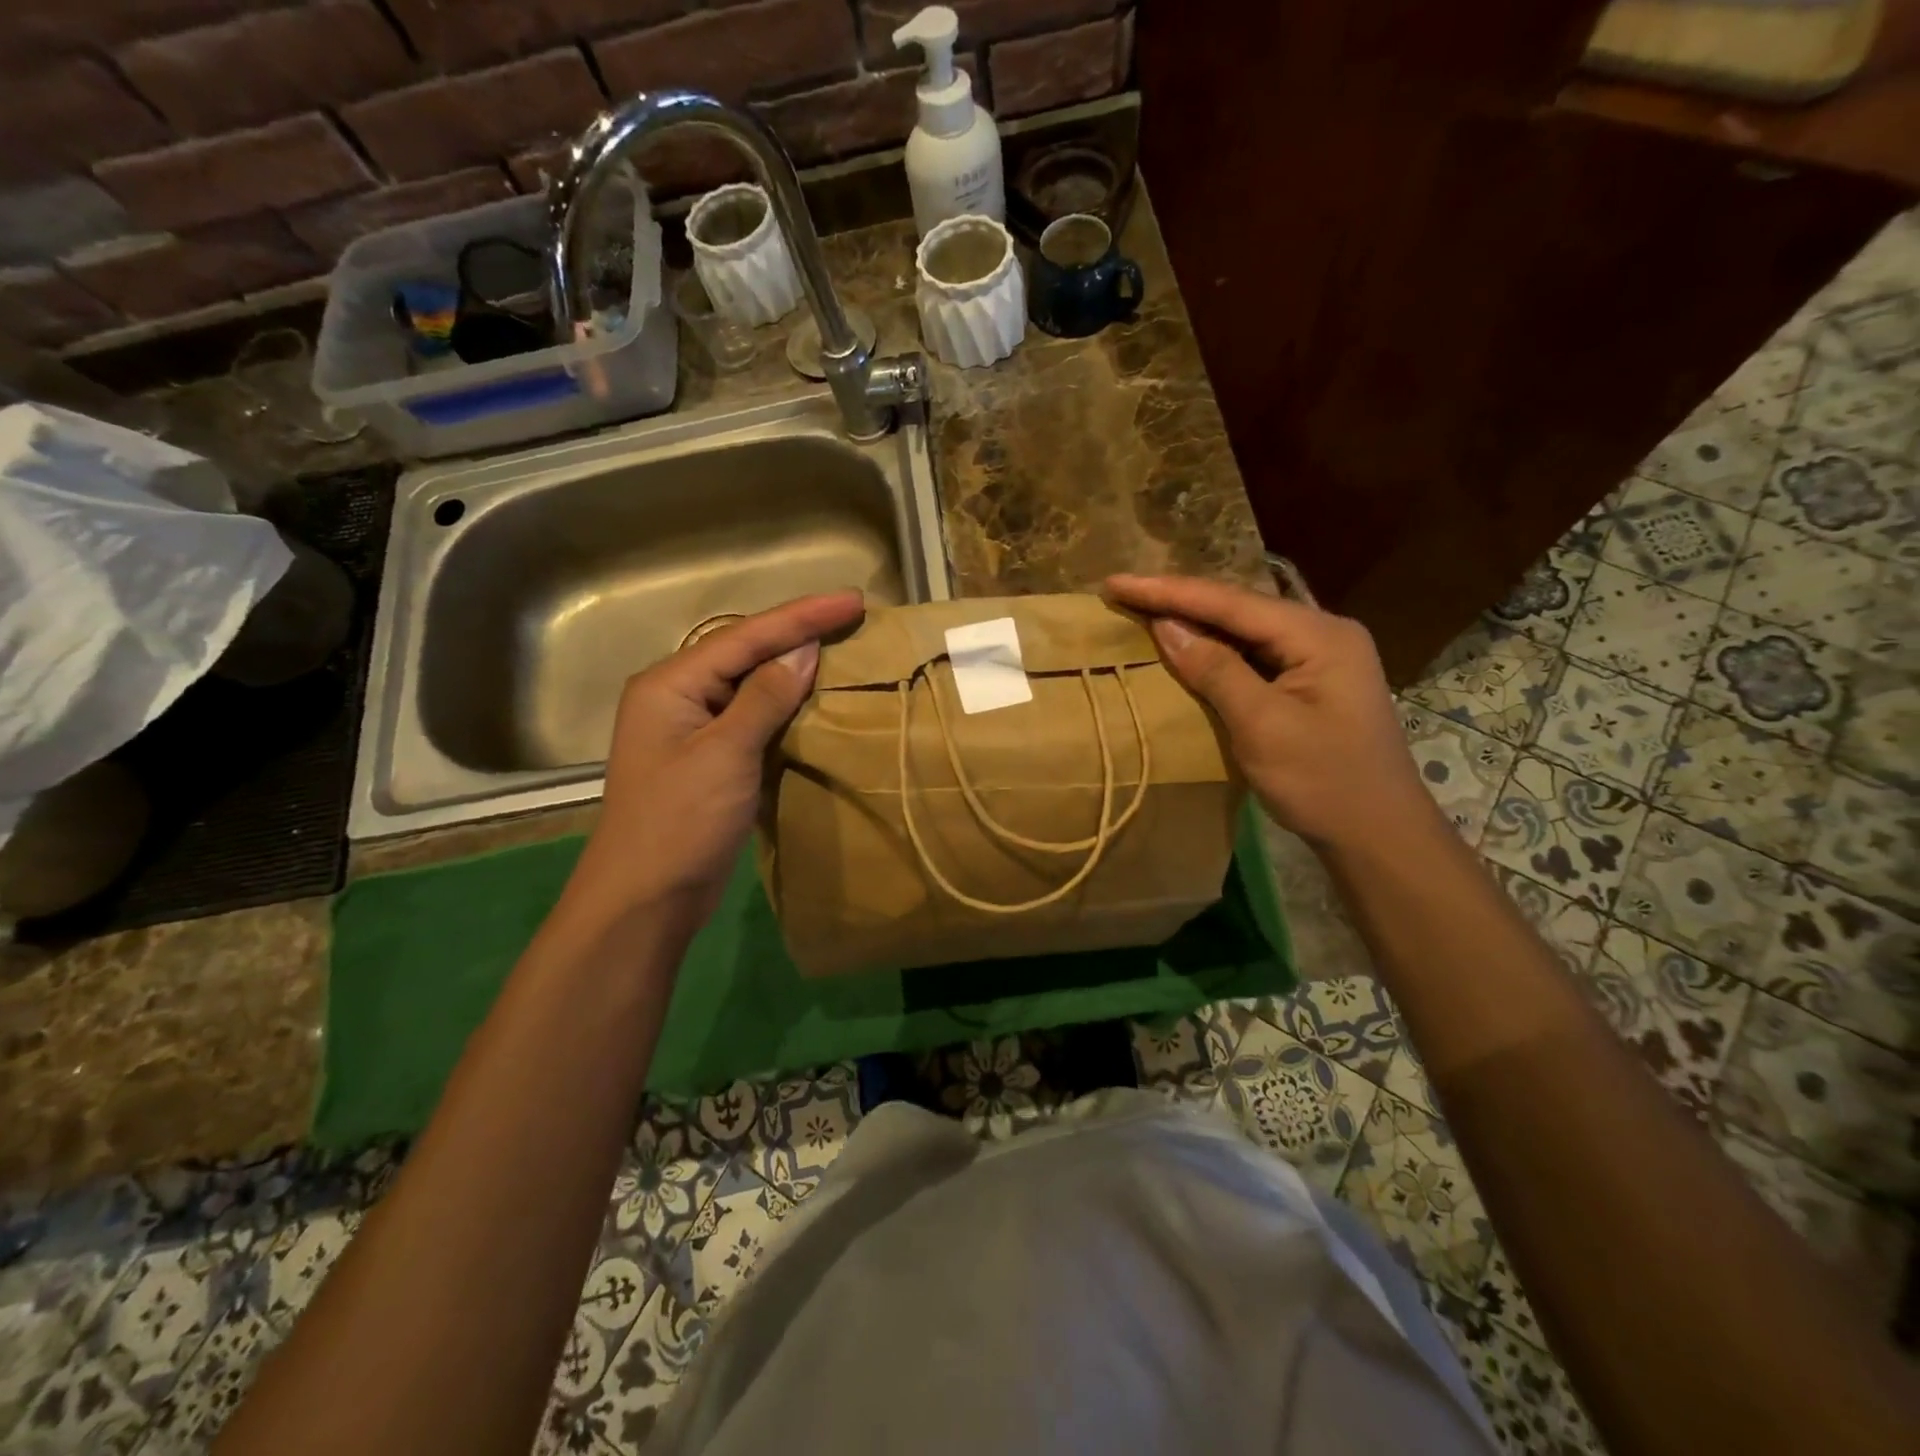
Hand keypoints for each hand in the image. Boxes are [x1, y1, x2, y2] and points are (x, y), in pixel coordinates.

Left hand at [559, 590, 866, 934]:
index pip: (745, 637)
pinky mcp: (710, 760)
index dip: (802, 616)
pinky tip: (814, 699)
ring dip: (794, 668)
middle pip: (745, 652)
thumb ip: (763, 698)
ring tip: (841, 648)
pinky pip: (753, 718)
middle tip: (851, 617)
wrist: (646, 900)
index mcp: (670, 684)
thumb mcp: (725, 754)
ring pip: (751, 685)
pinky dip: (785, 706)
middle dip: (798, 633)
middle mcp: (678, 697)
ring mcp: (693, 730)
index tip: (853, 600)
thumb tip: (802, 650)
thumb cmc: (679, 822)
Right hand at [1105, 574, 1435, 852]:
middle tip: (1123, 590)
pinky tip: (1186, 643)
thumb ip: (1215, 669)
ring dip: (1195, 619)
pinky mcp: (1311, 681)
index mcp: (1319, 634)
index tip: (1116, 582)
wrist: (1378, 835)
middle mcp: (1323, 632)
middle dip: (1179, 598)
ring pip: (1245, 628)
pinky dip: (1215, 648)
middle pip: (1239, 606)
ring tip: (1144, 607)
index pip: (1231, 602)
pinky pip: (1253, 652)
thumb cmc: (1323, 782)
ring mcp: (1320, 656)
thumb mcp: (1262, 726)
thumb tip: (1166, 625)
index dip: (1169, 591)